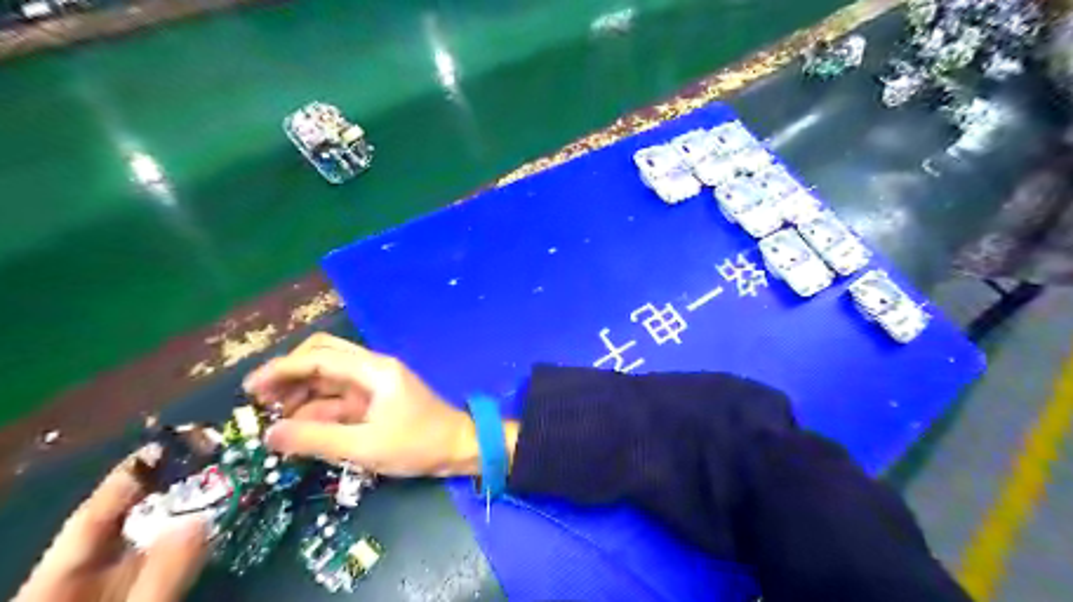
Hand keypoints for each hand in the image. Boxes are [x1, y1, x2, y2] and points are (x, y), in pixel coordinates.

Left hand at [13, 447, 209, 601]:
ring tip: (226, 475)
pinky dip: (196, 535)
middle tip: (216, 453)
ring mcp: (118, 584)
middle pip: (130, 519)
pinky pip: (171, 556)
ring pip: (155, 536)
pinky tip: (222, 517)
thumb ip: (161, 577)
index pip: (92, 516)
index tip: (171, 443)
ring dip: (189, 506)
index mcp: (56, 580)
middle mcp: (86, 573)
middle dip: (172, 484)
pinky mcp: (145, 591)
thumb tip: (202, 518)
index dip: (128, 478)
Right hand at [246, 332, 514, 476]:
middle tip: (260, 402)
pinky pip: (340, 398)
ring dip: (301, 393)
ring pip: (329, 378)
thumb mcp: (365, 447)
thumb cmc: (417, 445)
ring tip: (273, 419)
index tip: (250, 391)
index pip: (319, 357)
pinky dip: (317, 408)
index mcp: (374, 369)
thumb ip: (316, 439)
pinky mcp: (376, 400)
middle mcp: (372, 369)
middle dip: (290, 375)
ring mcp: (375, 384)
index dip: (282, 369)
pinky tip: (299, 427)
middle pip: (323, 357)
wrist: (459, 448)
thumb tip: (269, 434)